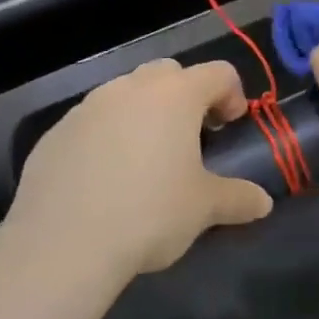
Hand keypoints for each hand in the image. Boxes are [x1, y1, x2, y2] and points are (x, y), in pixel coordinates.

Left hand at [6, 59, 271, 278]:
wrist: (62, 246)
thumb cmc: (149, 214)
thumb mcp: (204, 208)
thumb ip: (238, 198)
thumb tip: (263, 203)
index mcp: (175, 96)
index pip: (218, 73)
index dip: (233, 95)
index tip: (230, 127)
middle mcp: (131, 89)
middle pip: (168, 74)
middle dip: (185, 96)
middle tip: (190, 137)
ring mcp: (88, 107)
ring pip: (125, 95)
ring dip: (143, 115)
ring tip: (145, 161)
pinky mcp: (55, 133)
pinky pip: (91, 123)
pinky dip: (106, 138)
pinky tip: (105, 180)